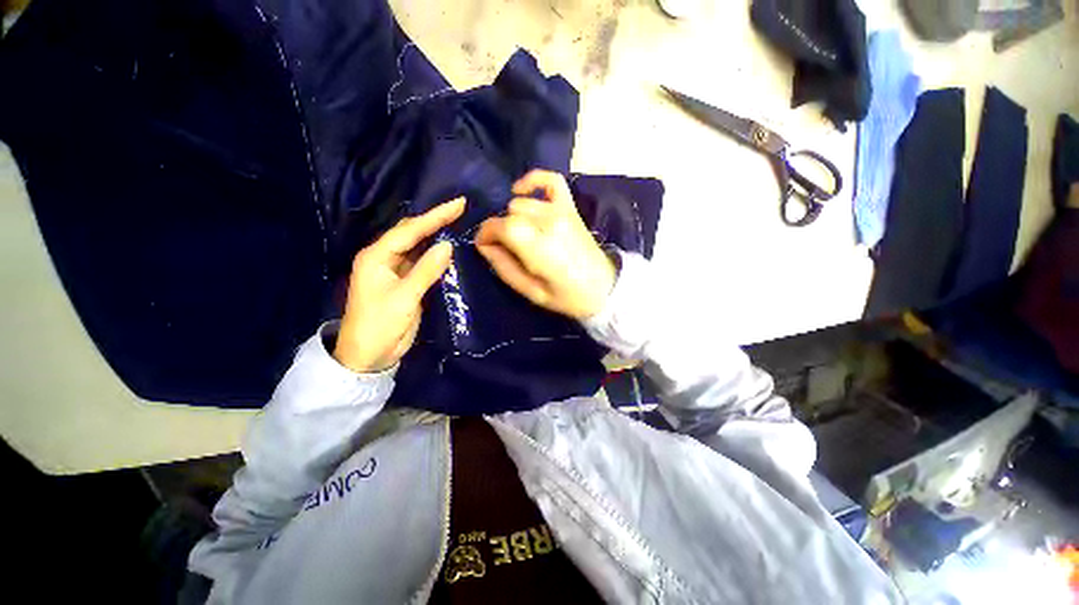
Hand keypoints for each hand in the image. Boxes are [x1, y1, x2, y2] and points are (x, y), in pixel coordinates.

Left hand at [334, 198, 465, 372]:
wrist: (368, 355)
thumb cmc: (379, 325)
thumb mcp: (404, 298)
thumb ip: (426, 271)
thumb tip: (447, 245)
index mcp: (377, 257)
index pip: (410, 230)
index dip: (435, 216)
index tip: (459, 204)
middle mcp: (385, 258)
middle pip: (412, 233)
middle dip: (435, 220)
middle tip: (460, 209)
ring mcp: (395, 271)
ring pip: (418, 247)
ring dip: (436, 235)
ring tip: (457, 223)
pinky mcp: (405, 283)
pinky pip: (422, 263)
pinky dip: (436, 255)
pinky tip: (449, 250)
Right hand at [475, 170, 615, 319]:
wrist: (604, 288)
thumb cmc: (567, 296)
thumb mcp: (531, 292)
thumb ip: (504, 267)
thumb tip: (484, 246)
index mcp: (538, 246)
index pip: (500, 226)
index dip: (486, 234)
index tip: (485, 246)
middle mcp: (548, 221)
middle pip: (509, 214)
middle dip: (501, 230)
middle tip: (507, 248)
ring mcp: (561, 211)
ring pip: (522, 202)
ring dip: (514, 216)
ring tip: (520, 234)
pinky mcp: (570, 207)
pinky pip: (551, 180)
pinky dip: (533, 181)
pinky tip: (522, 191)